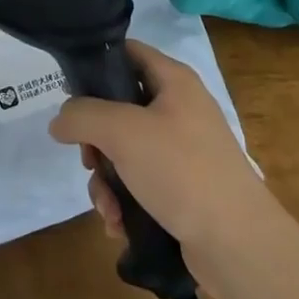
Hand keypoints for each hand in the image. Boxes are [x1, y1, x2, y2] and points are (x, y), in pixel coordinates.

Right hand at [49, 40, 272, 254]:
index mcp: (174, 80)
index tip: (69, 93)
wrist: (239, 245)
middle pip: (119, 108)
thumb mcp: (122, 131)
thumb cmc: (181, 170)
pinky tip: (119, 225)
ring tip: (107, 208)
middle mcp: (179, 109)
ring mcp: (183, 151)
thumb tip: (59, 121)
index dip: (96, 65)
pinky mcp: (184, 189)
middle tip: (89, 161)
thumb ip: (82, 116)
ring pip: (125, 151)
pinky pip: (140, 184)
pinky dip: (125, 202)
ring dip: (107, 180)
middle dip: (95, 140)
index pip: (127, 52)